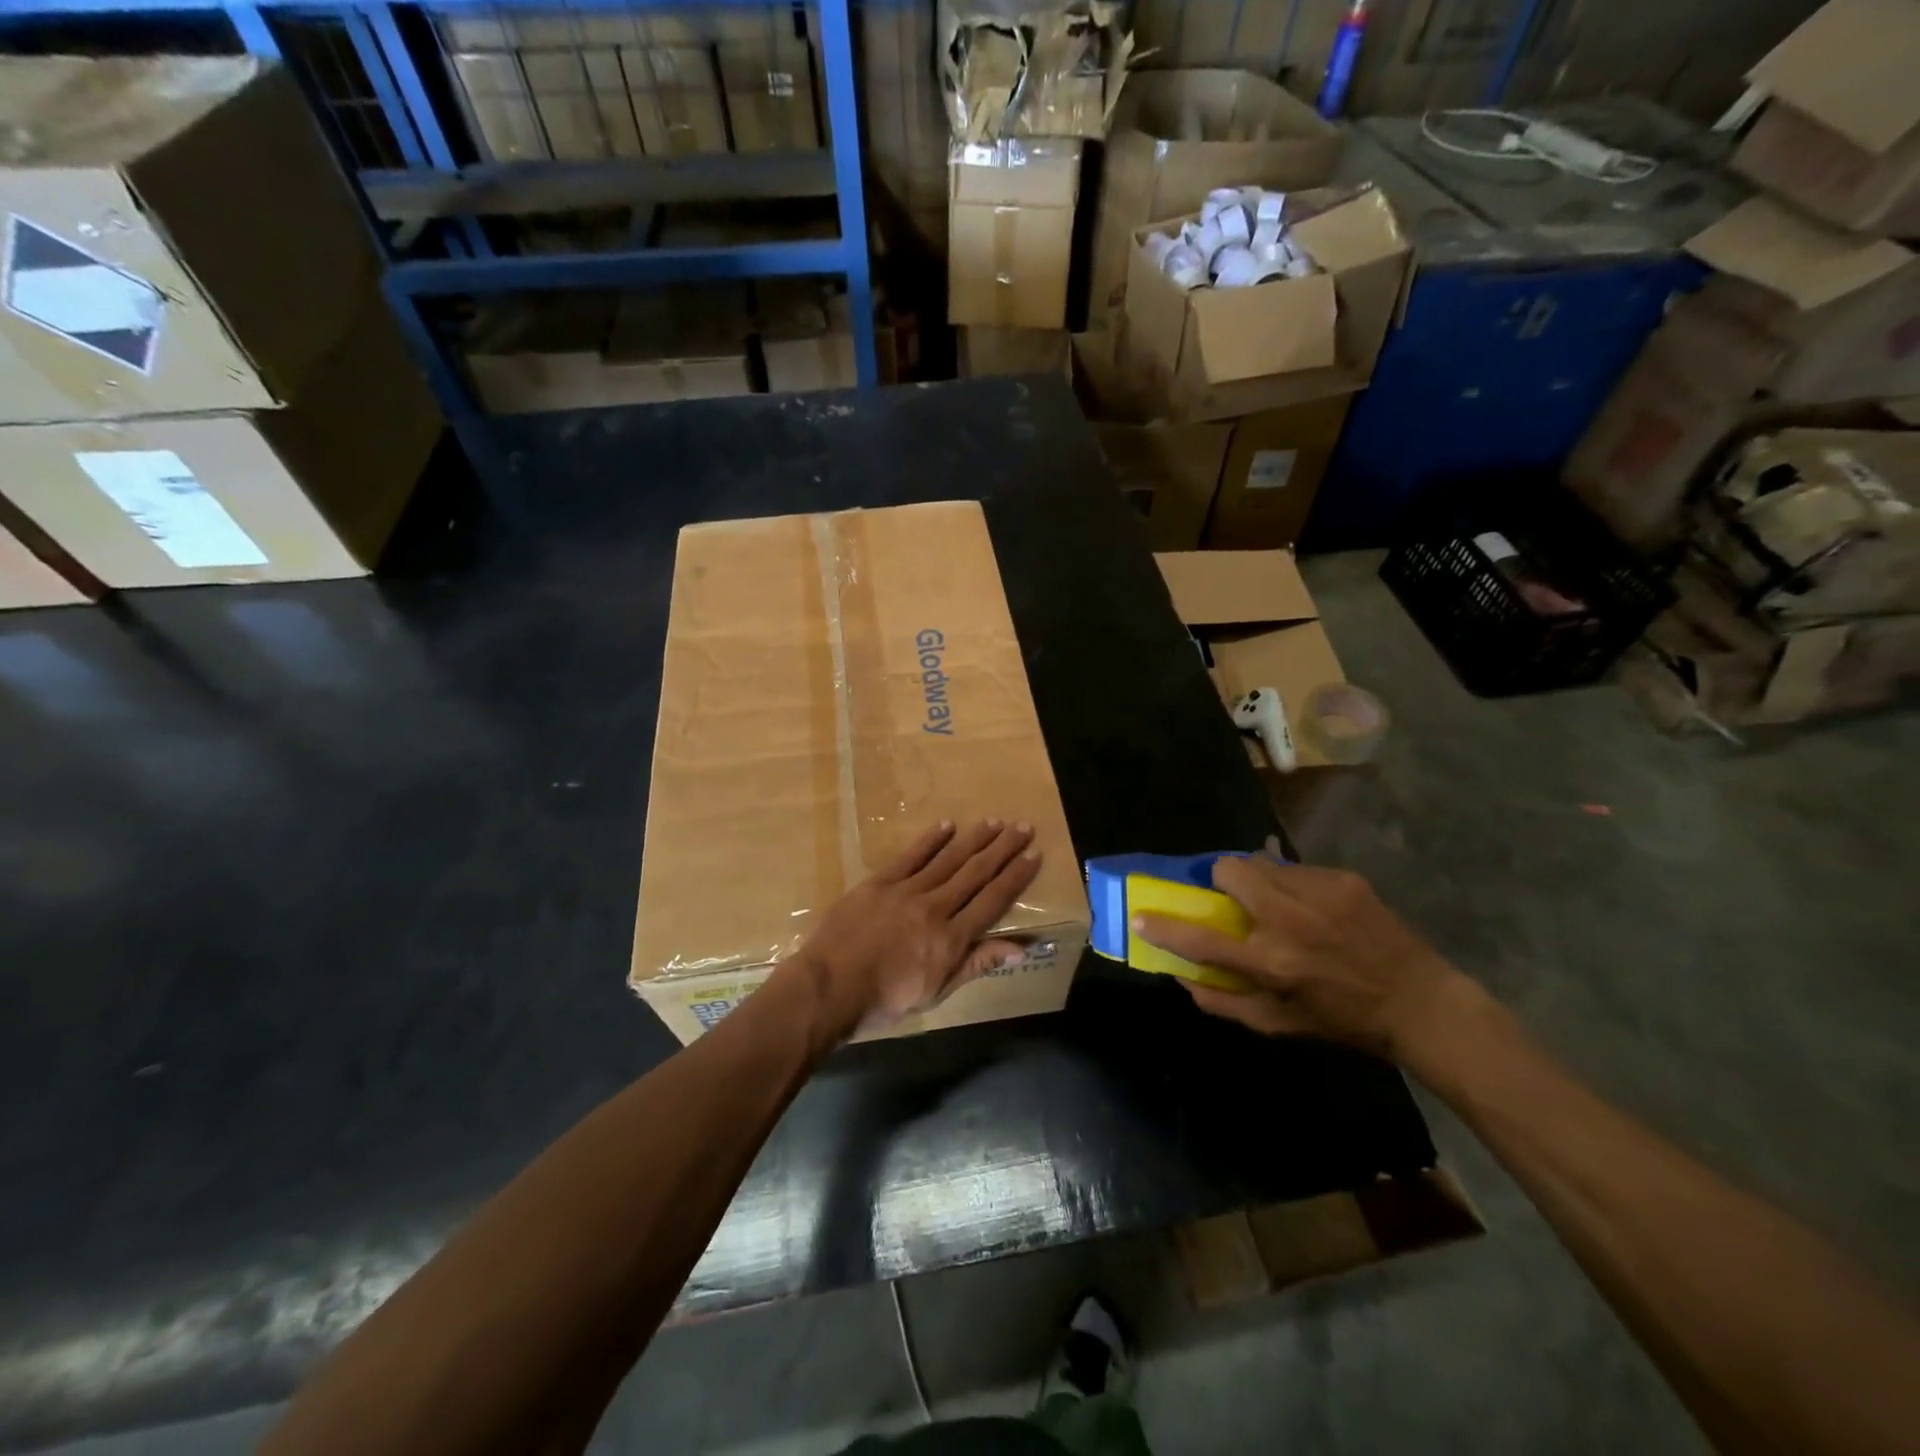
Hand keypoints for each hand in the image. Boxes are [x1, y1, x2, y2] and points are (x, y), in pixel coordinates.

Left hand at [786, 819, 1042, 1035]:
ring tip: (994, 822)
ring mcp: (906, 892)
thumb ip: (976, 964)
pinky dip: (931, 840)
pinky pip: (910, 856)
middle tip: (1023, 827)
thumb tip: (1022, 948)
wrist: (829, 988)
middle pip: (975, 873)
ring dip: (973, 839)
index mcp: (951, 939)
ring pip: (948, 860)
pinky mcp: (879, 882)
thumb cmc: (884, 1000)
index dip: (1015, 876)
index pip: (992, 901)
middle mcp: (935, 908)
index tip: (1034, 854)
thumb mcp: (936, 992)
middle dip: (1002, 849)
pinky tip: (947, 825)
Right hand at [1134, 858, 1466, 1063]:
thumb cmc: (1344, 1021)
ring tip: (1271, 897)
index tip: (1141, 917)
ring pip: (1261, 861)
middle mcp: (1289, 922)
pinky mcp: (1343, 880)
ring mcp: (1319, 894)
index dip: (1164, 928)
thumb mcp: (1281, 1025)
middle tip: (1229, 896)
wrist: (1420, 1002)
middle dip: (1219, 878)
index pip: (1201, 942)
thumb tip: (1183, 980)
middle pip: (1229, 871)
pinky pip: (1295, 867)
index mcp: (1272, 964)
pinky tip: (1309, 904)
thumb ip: (1226, 1004)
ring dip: (1254, 877)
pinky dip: (1289, 881)